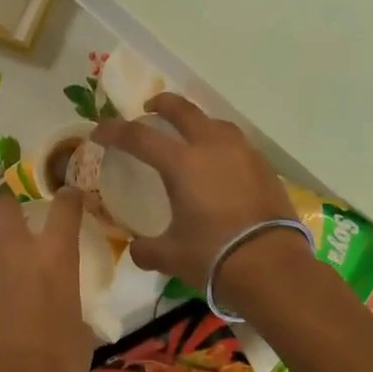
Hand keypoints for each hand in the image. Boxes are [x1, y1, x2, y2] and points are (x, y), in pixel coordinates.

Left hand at [0, 187, 95, 371]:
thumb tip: (67, 315)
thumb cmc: (60, 360)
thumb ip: (71, 308)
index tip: (70, 197)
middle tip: (14, 211)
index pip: (65, 206)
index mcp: (56, 254)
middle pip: (4, 204)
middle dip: (8, 201)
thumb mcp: (80, 330)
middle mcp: (17, 251)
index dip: (68, 197)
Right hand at [92, 94, 310, 291]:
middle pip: (183, 110)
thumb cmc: (214, 256)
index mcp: (182, 164)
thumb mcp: (170, 256)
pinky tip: (219, 163)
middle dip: (161, 104)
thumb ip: (147, 250)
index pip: (139, 136)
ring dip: (196, 122)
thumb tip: (137, 250)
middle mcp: (212, 148)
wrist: (273, 267)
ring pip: (215, 122)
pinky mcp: (264, 167)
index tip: (99, 132)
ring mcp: (243, 154)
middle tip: (149, 109)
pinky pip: (236, 144)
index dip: (114, 131)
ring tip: (189, 134)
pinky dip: (220, 144)